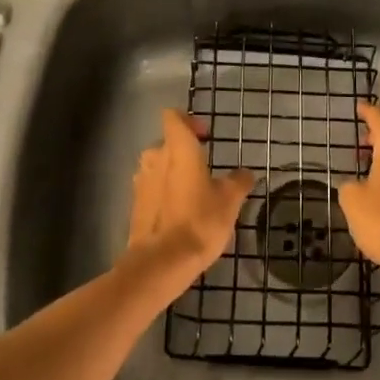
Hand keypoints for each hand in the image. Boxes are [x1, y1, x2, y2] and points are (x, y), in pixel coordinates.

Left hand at [124, 109, 255, 288]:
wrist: (161, 263)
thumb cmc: (200, 221)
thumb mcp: (230, 200)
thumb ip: (238, 181)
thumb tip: (244, 173)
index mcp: (178, 148)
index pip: (173, 116)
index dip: (189, 121)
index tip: (206, 137)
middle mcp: (155, 158)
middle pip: (166, 143)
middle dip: (184, 153)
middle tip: (205, 171)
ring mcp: (141, 182)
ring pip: (158, 167)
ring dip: (173, 175)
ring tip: (193, 195)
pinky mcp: (135, 206)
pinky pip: (151, 190)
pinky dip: (164, 196)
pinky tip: (180, 215)